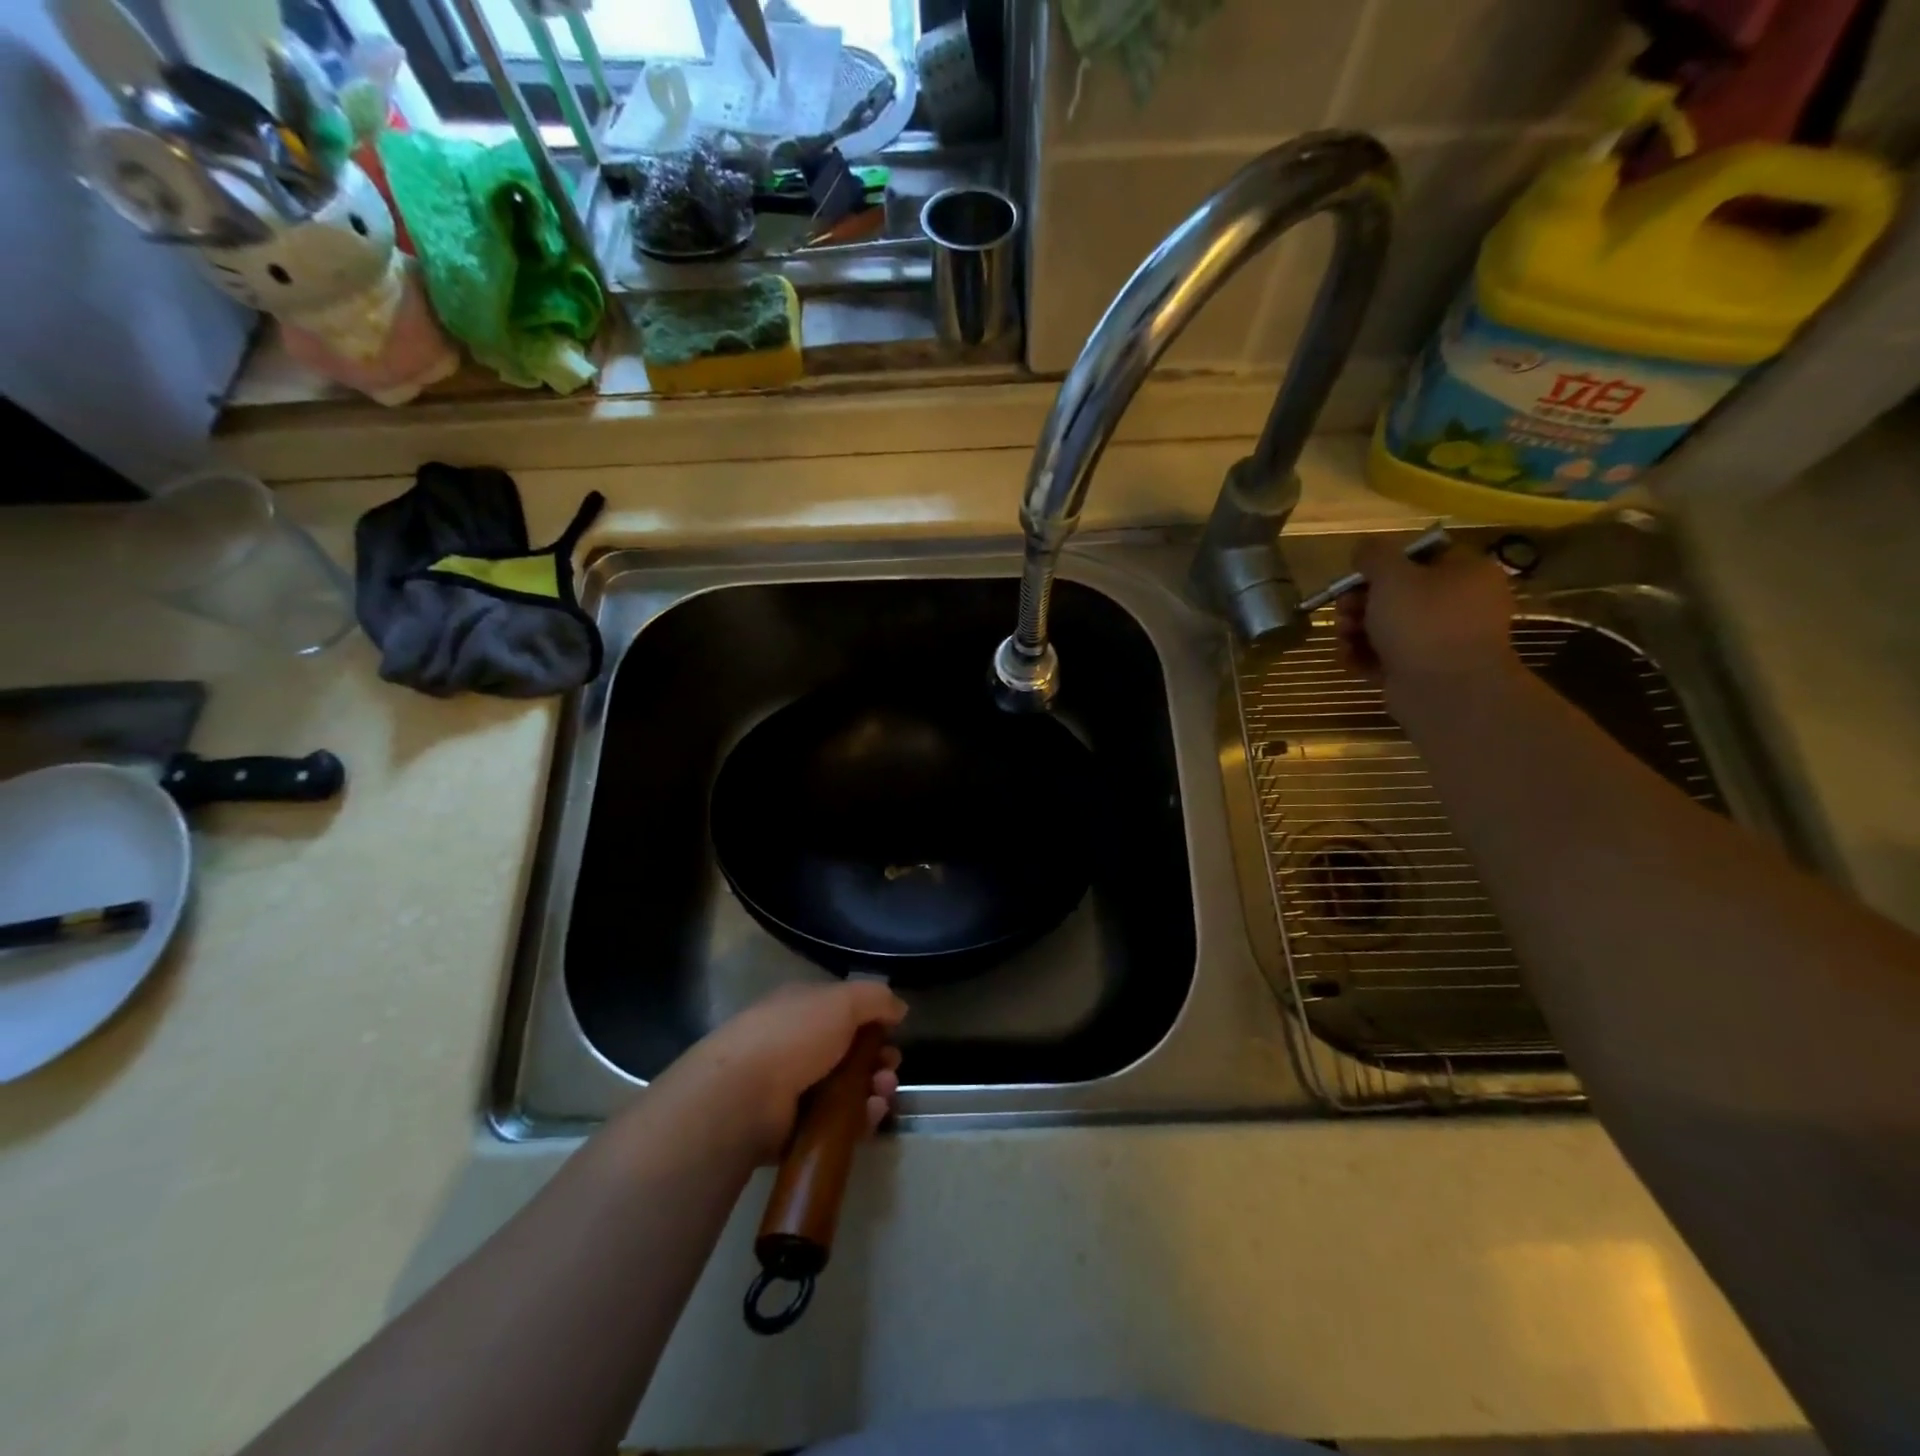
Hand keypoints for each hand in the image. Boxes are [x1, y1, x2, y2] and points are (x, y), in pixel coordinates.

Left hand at [674, 980, 906, 1162]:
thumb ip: (875, 999)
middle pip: (850, 1054)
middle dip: (878, 1061)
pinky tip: (871, 1117)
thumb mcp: (842, 1000)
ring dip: (873, 1091)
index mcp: (803, 1009)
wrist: (743, 1095)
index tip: (894, 1035)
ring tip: (881, 1095)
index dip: (873, 1023)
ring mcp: (794, 1089)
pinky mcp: (794, 1130)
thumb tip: (900, 1008)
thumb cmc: (793, 1035)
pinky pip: (837, 1125)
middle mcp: (797, 1045)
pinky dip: (859, 1121)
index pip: (844, 1013)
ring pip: (847, 1091)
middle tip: (889, 1070)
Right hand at [1337, 534, 1519, 713]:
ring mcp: (1443, 640)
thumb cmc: (1423, 622)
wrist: (1446, 690)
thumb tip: (1364, 547)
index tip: (1355, 579)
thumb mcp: (1392, 576)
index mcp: (1466, 573)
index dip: (1381, 566)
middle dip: (1360, 603)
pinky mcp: (1424, 670)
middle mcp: (1460, 604)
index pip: (1419, 558)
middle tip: (1343, 612)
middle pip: (1398, 594)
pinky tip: (1348, 660)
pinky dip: (1365, 656)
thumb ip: (1374, 555)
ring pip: (1389, 627)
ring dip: (1357, 631)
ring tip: (1343, 640)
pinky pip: (1388, 656)